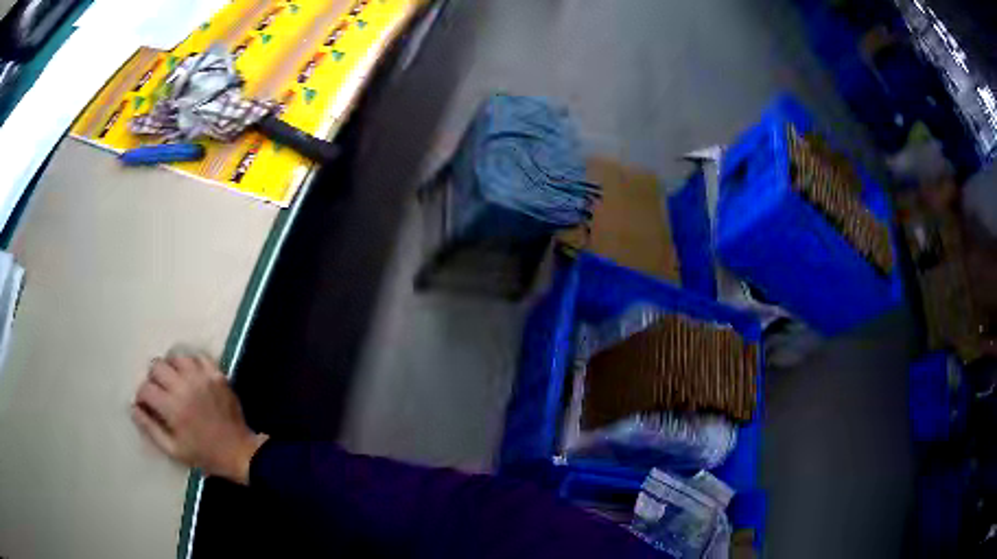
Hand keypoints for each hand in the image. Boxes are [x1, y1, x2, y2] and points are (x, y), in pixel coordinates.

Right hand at [132, 352, 266, 484]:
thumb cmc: (204, 455)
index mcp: (172, 407)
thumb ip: (151, 429)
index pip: (146, 388)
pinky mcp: (217, 374)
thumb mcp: (174, 450)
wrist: (239, 452)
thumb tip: (133, 409)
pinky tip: (190, 375)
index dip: (142, 396)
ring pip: (176, 357)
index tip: (145, 404)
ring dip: (170, 367)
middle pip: (157, 366)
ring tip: (173, 381)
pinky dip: (191, 362)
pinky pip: (198, 356)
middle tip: (159, 391)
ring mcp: (202, 377)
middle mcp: (184, 387)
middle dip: (153, 378)